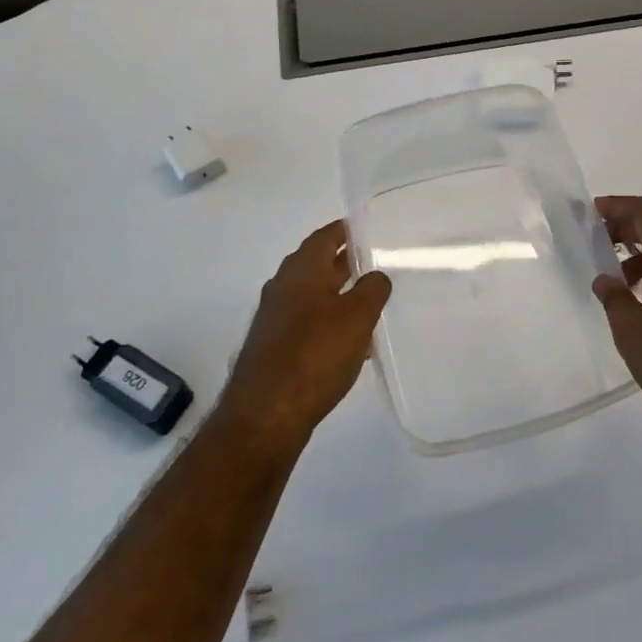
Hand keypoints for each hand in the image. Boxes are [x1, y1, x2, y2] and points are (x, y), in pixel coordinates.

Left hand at [220, 220, 391, 449]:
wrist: (266, 413)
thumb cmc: (315, 354)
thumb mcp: (357, 317)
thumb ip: (372, 290)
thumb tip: (376, 275)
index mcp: (302, 270)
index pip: (324, 237)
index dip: (345, 230)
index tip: (365, 228)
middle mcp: (283, 287)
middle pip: (315, 264)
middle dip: (342, 262)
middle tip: (372, 262)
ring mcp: (274, 318)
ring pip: (310, 295)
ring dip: (336, 294)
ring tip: (367, 303)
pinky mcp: (273, 347)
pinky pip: (305, 323)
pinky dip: (326, 322)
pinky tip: (347, 343)